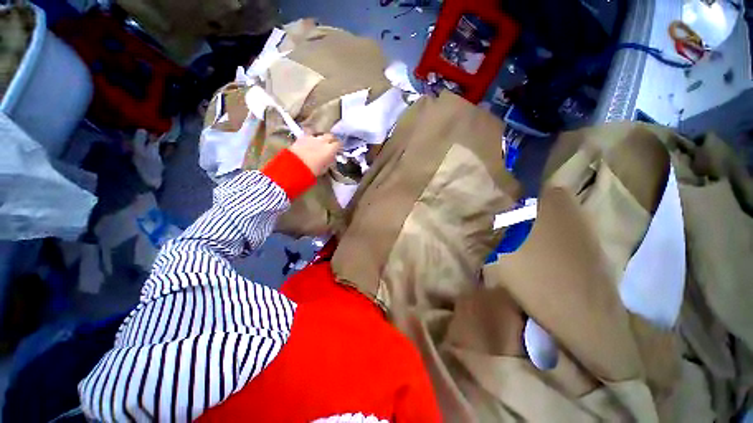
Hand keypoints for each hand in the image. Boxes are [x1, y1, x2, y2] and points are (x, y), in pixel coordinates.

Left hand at [288, 133, 341, 176]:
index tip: (338, 150)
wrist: (296, 166)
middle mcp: (323, 141)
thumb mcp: (325, 168)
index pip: (339, 144)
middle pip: (330, 136)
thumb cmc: (313, 170)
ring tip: (319, 143)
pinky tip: (309, 143)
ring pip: (320, 134)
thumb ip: (330, 160)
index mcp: (330, 149)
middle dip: (331, 139)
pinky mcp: (303, 136)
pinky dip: (311, 138)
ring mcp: (312, 137)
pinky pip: (310, 135)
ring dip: (321, 138)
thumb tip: (332, 157)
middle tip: (331, 145)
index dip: (339, 146)